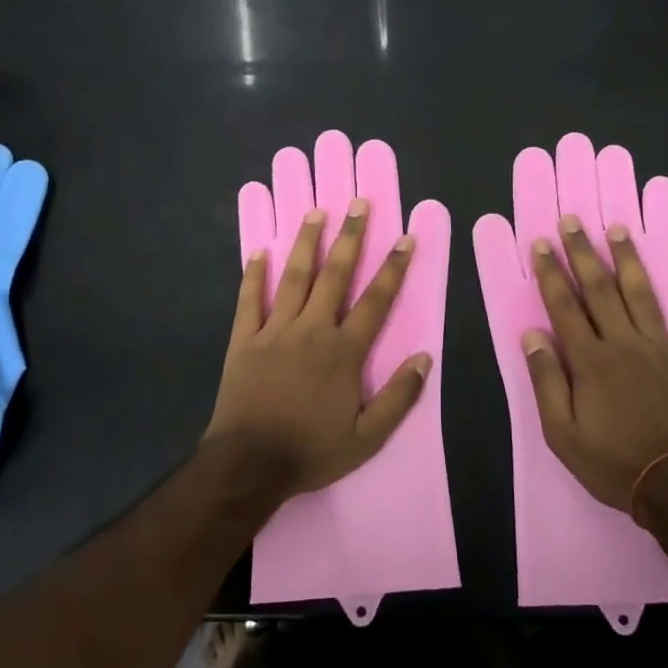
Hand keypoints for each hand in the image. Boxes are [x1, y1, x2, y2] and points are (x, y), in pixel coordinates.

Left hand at [206, 199, 429, 498]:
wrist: (249, 464)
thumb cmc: (311, 450)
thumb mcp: (367, 437)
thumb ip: (399, 397)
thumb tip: (424, 358)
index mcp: (344, 351)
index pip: (376, 300)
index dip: (393, 268)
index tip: (405, 238)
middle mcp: (312, 329)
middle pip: (335, 275)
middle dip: (351, 237)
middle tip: (359, 203)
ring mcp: (274, 330)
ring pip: (294, 277)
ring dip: (306, 242)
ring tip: (316, 212)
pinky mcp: (243, 339)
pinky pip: (249, 299)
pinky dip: (254, 274)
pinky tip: (260, 251)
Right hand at [522, 216, 667, 510]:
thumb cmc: (613, 462)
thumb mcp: (562, 433)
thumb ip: (547, 380)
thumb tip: (531, 334)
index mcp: (592, 360)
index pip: (565, 306)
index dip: (551, 273)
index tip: (542, 244)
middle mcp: (626, 343)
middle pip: (601, 289)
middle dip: (583, 252)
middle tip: (573, 220)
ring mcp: (664, 350)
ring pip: (643, 295)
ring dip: (630, 260)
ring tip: (619, 229)